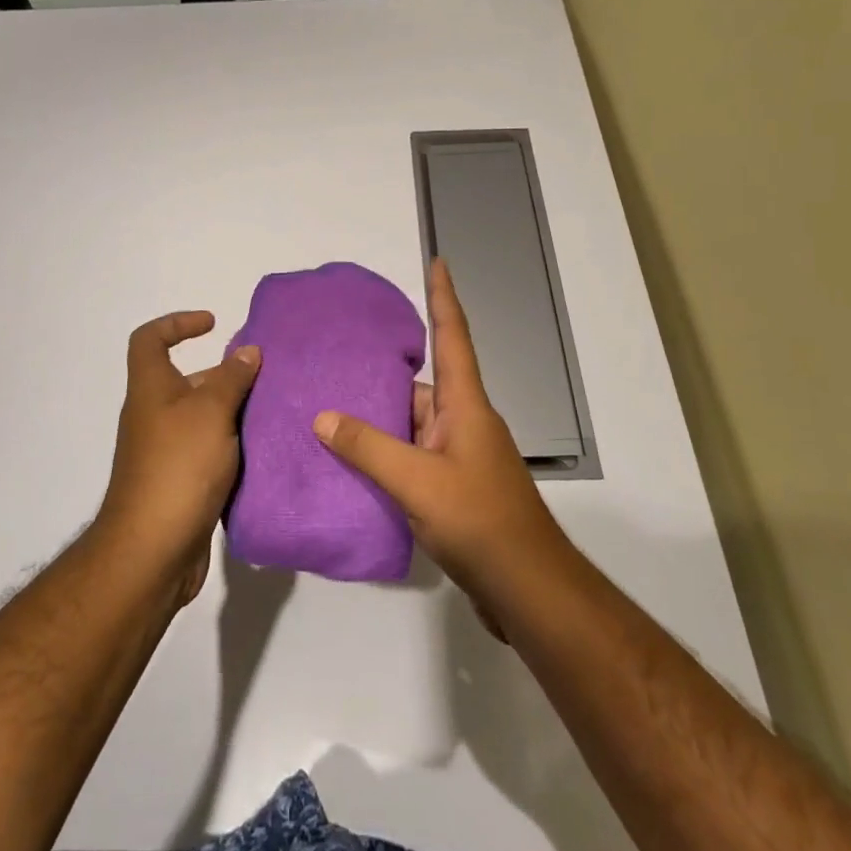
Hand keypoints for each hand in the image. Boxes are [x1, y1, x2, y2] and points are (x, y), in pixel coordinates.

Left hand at [95, 312, 260, 607]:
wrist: (152, 552)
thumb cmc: (179, 467)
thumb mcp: (211, 412)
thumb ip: (232, 378)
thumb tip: (247, 351)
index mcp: (151, 389)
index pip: (149, 340)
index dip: (177, 323)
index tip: (213, 324)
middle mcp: (154, 416)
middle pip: (185, 379)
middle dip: (224, 374)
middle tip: (265, 378)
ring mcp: (165, 452)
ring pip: (202, 418)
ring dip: (233, 412)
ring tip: (273, 412)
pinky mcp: (180, 484)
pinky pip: (208, 451)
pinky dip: (231, 446)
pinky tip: (262, 451)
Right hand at [312, 260, 569, 624]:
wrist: (526, 589)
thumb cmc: (478, 521)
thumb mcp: (416, 481)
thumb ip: (368, 448)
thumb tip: (323, 417)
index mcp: (464, 404)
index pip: (452, 336)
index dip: (443, 296)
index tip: (438, 262)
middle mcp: (463, 422)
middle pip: (420, 383)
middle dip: (383, 371)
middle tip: (339, 356)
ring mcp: (460, 456)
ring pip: (412, 423)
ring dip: (379, 419)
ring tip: (330, 409)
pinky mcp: (453, 488)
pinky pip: (412, 456)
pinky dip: (386, 453)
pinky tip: (353, 462)